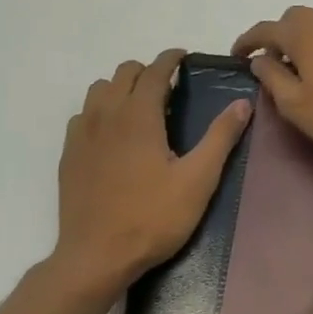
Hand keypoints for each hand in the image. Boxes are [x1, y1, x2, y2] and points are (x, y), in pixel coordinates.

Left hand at [46, 49, 251, 297]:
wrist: (97, 256)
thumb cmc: (153, 217)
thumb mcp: (198, 180)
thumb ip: (220, 137)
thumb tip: (242, 103)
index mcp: (139, 117)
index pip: (154, 71)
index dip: (170, 59)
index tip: (184, 57)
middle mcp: (106, 116)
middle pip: (124, 73)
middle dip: (148, 71)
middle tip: (170, 88)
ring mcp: (82, 135)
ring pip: (99, 91)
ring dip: (121, 88)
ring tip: (142, 108)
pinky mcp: (69, 156)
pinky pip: (83, 116)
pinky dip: (101, 111)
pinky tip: (114, 135)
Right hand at [231, 7, 312, 159]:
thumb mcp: (296, 105)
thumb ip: (272, 78)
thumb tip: (260, 60)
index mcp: (303, 32)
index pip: (265, 30)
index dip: (247, 42)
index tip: (237, 55)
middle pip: (296, 21)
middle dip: (281, 38)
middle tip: (275, 64)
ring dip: (312, 42)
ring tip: (310, 69)